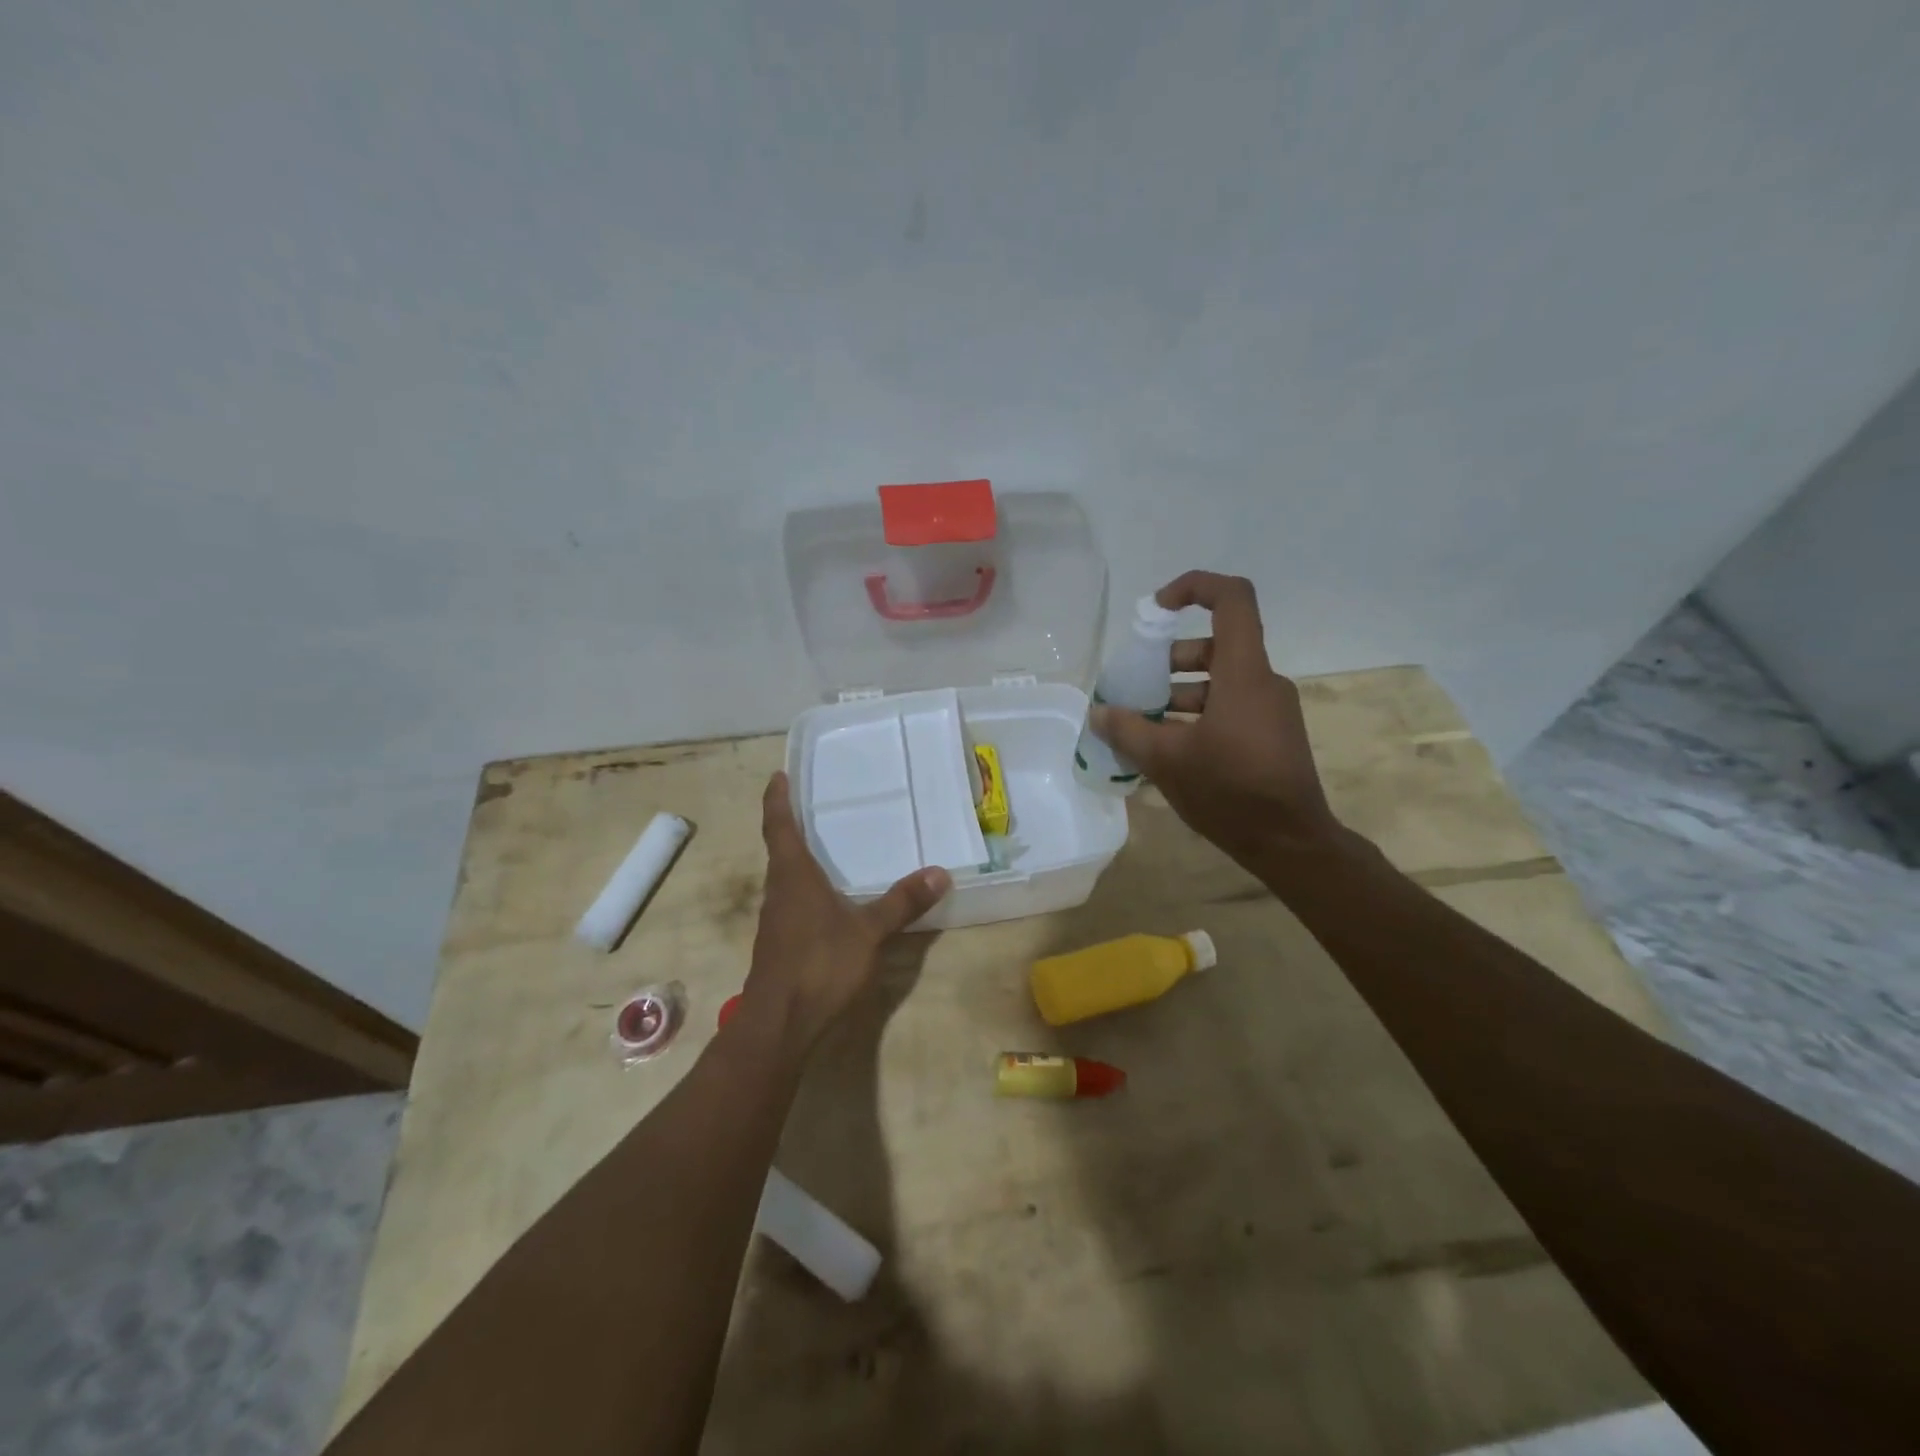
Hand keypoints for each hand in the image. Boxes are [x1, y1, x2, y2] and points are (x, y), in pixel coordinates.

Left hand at [738, 771, 951, 1052]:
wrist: (779, 1024)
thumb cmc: (819, 964)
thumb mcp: (869, 932)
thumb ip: (902, 903)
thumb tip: (940, 872)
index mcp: (792, 876)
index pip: (778, 826)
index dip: (776, 799)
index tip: (777, 776)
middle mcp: (778, 891)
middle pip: (780, 850)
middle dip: (792, 827)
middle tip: (815, 806)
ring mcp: (776, 920)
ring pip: (786, 879)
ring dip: (799, 860)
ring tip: (826, 848)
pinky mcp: (780, 944)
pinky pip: (792, 903)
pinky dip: (807, 890)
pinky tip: (829, 901)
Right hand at [1091, 571, 1345, 869]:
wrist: (1291, 843)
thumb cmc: (1231, 792)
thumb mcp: (1167, 760)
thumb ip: (1128, 731)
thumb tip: (1098, 714)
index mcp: (1244, 673)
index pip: (1231, 599)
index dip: (1193, 588)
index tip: (1155, 610)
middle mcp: (1262, 681)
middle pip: (1214, 645)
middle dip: (1168, 660)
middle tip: (1135, 686)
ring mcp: (1270, 709)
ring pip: (1219, 681)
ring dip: (1177, 694)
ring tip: (1142, 725)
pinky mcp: (1270, 734)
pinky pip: (1229, 708)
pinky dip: (1196, 716)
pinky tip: (1167, 749)